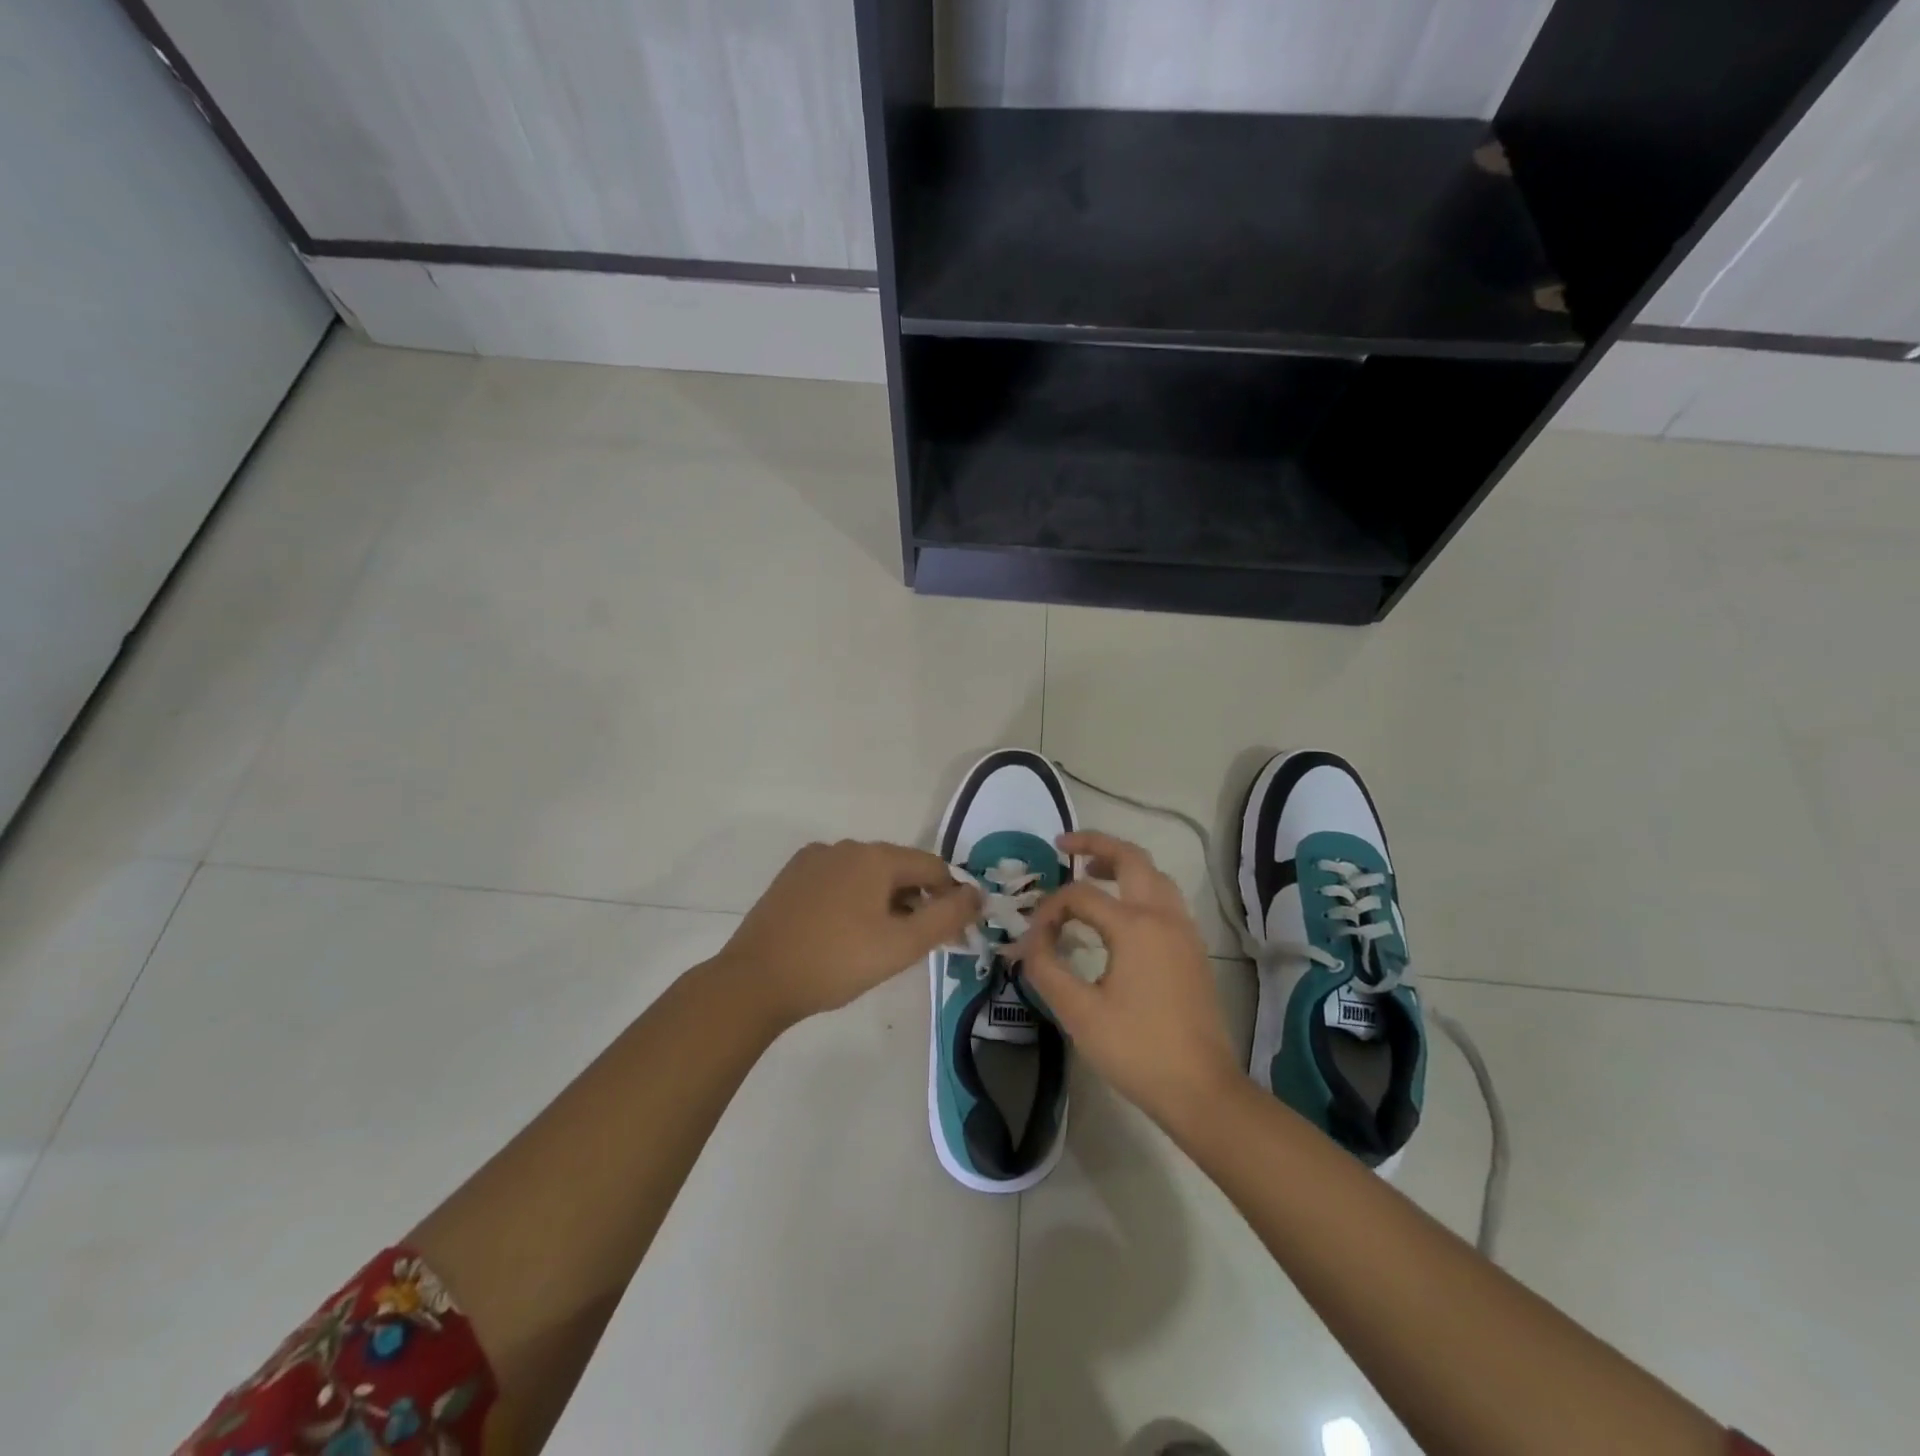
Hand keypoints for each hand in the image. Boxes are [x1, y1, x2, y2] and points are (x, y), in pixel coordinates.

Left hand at [716, 840, 980, 1029]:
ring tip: (876, 943)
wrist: (756, 980)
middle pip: (899, 868)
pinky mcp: (791, 876)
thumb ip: (947, 917)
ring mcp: (814, 859)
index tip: (950, 933)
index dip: (949, 897)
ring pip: (866, 874)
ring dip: (883, 901)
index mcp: (876, 857)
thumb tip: (976, 893)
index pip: (932, 867)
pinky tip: (842, 933)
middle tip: (912, 944)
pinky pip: (837, 880)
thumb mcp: (902, 946)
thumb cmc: (836, 962)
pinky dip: (851, 900)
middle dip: (915, 901)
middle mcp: (846, 846)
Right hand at [1013, 831, 1238, 1127]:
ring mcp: (1184, 930)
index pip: (1080, 895)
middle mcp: (1164, 916)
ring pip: (1153, 875)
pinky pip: (1164, 898)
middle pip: (1131, 858)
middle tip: (1063, 845)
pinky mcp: (1192, 948)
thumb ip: (1046, 968)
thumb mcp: (1079, 1012)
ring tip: (1089, 872)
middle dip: (1096, 844)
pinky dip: (1138, 887)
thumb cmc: (1137, 1050)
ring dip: (1121, 863)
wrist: (1202, 1089)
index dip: (1049, 910)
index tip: (1033, 938)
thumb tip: (1028, 941)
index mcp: (1135, 926)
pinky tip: (1118, 912)